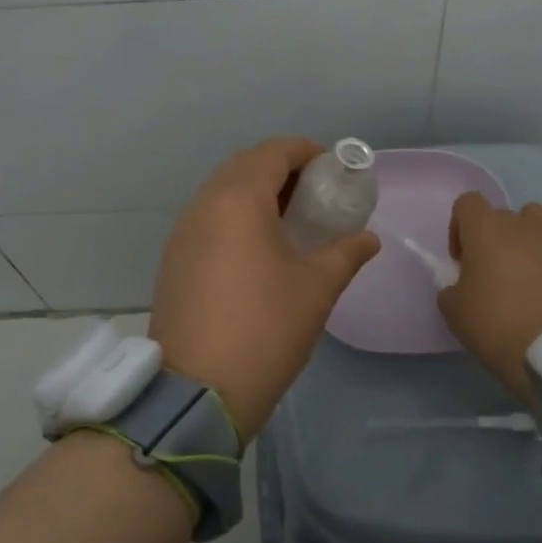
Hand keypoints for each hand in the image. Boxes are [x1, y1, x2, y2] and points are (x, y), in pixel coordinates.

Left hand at [149, 137, 380, 441]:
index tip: (333, 171)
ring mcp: (183, 233)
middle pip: (245, 166)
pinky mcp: (174, 260)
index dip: (307, 152)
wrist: (198, 391)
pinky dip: (236, 218)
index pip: (274, 152)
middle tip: (316, 197)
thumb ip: (346, 253)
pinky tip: (258, 251)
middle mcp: (204, 205)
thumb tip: (367, 239)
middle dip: (282, 171)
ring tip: (291, 223)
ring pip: (223, 192)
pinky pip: (209, 219)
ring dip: (257, 194)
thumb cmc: (266, 328)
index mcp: (239, 199)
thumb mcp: (317, 288)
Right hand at [437, 192, 541, 399]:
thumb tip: (462, 284)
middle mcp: (521, 223)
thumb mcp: (454, 312)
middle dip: (494, 238)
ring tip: (529, 268)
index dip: (460, 228)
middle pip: (502, 215)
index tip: (463, 260)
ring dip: (528, 235)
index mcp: (485, 229)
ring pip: (537, 217)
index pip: (467, 203)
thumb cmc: (497, 326)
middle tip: (494, 274)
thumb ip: (451, 288)